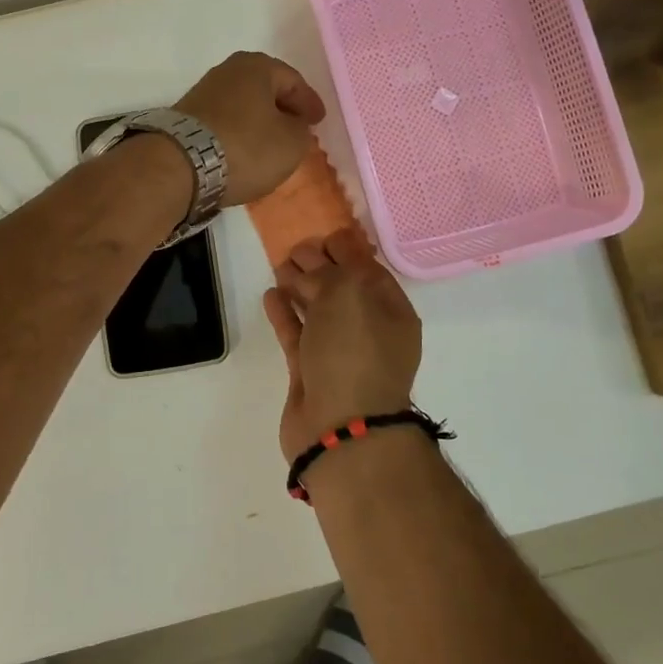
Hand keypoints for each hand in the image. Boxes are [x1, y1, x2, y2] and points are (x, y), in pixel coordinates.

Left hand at [176, 51, 326, 206]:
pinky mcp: (185, 117)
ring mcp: (202, 92)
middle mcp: (227, 71)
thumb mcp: (291, 143)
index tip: (319, 121)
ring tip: (271, 143)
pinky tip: (244, 150)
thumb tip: (293, 126)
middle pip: (265, 89)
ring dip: (258, 122)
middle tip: (297, 128)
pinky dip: (238, 133)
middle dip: (282, 109)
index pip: (293, 81)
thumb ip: (301, 131)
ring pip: (243, 105)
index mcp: (257, 66)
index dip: (309, 102)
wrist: (180, 165)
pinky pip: (224, 121)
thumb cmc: (246, 147)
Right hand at [264, 229, 422, 460]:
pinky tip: (271, 295)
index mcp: (391, 312)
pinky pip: (297, 335)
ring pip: (318, 312)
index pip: (369, 270)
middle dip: (321, 267)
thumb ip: (332, 271)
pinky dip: (285, 315)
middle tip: (295, 248)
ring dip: (300, 288)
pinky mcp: (310, 375)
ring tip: (280, 266)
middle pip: (342, 290)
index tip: (323, 235)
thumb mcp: (348, 294)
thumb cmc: (354, 352)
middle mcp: (369, 332)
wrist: (341, 428)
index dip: (347, 250)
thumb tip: (315, 262)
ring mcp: (339, 355)